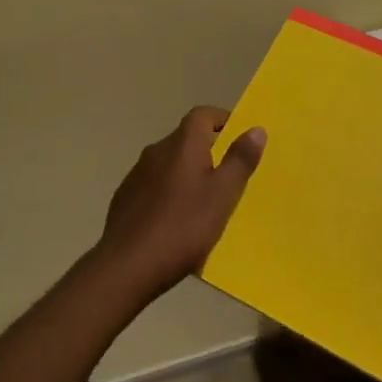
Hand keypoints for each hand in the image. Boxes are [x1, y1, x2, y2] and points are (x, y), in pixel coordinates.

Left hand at [95, 106, 265, 303]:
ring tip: (204, 203)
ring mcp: (136, 174)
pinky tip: (175, 221)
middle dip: (208, 151)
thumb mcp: (222, 195)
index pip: (203, 114)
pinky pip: (154, 185)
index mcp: (182, 144)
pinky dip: (168, 193)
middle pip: (186, 139)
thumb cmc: (183, 227)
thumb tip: (256, 129)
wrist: (126, 267)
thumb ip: (240, 160)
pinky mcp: (125, 198)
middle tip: (228, 177)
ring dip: (187, 174)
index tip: (239, 140)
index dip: (223, 121)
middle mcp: (156, 150)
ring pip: (169, 164)